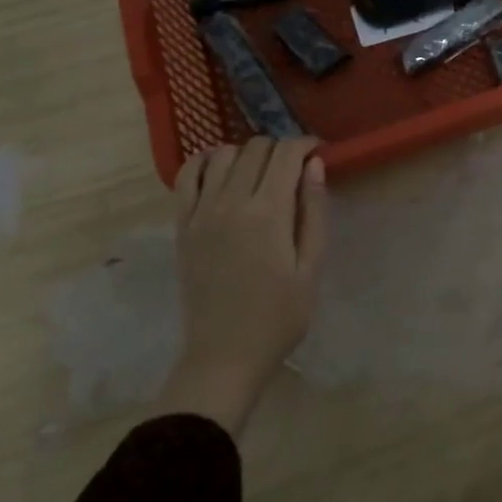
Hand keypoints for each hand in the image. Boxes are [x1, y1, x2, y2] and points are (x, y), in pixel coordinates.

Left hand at [163, 137, 326, 435]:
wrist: (225, 356)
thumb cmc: (279, 316)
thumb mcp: (311, 266)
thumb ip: (314, 211)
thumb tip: (314, 164)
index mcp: (269, 212)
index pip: (287, 154)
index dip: (306, 145)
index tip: (319, 152)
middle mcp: (231, 201)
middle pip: (257, 148)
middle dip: (281, 148)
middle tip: (295, 167)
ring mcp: (201, 212)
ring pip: (224, 154)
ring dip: (247, 153)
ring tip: (262, 172)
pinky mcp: (182, 225)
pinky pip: (187, 176)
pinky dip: (204, 161)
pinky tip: (220, 169)